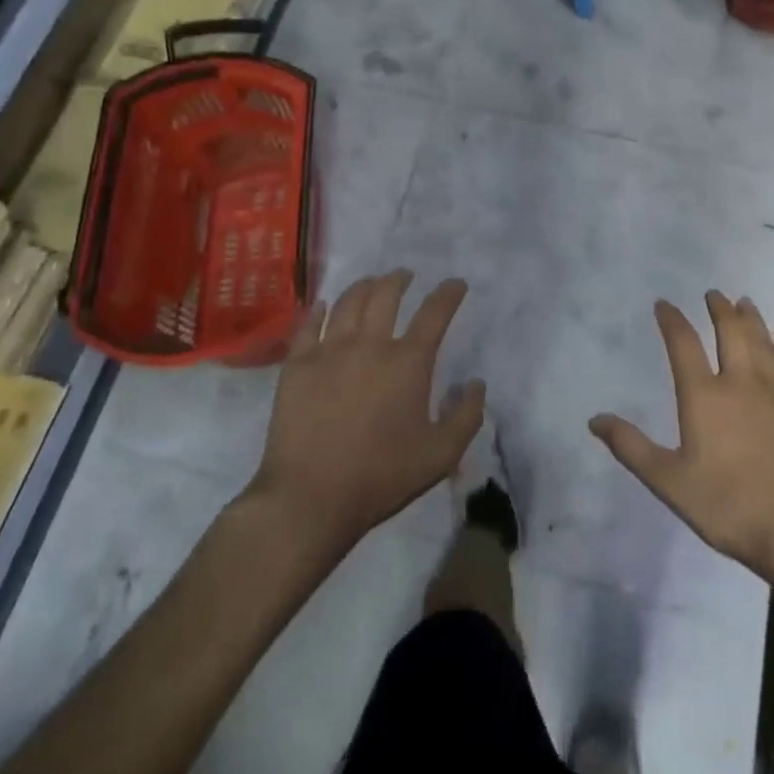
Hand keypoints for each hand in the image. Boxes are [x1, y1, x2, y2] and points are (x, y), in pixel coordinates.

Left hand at [248, 271, 483, 558]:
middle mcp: (370, 345)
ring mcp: (329, 351)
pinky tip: (321, 305)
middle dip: (400, 280)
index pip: (434, 314)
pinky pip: (307, 325)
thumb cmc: (381, 476)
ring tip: (371, 282)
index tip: (456, 284)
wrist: (311, 497)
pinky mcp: (296, 365)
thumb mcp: (441, 455)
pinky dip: (317, 310)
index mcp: (408, 362)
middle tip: (405, 276)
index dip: (448, 294)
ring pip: (348, 302)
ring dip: (364, 286)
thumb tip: (476, 384)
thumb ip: (467, 416)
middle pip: (386, 295)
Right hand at [590, 293, 773, 585]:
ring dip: (752, 319)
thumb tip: (595, 419)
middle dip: (719, 309)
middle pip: (731, 332)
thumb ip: (631, 447)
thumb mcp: (668, 481)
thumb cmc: (726, 506)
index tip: (663, 304)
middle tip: (713, 294)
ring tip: (744, 302)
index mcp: (704, 396)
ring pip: (764, 343)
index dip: (671, 320)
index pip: (683, 344)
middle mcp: (741, 383)